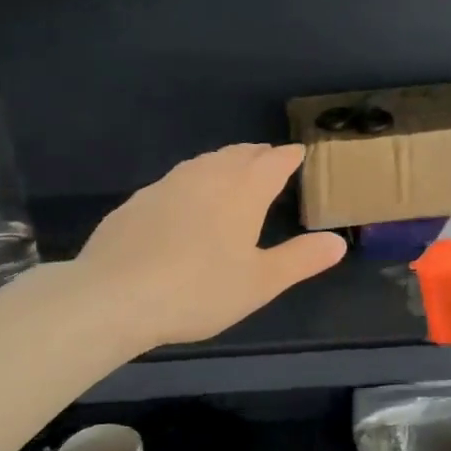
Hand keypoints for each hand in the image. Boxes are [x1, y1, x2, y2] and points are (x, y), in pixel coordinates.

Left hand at [68, 144, 344, 352]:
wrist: (112, 296)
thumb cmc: (198, 290)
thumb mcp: (260, 282)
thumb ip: (301, 259)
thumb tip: (338, 241)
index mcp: (242, 191)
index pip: (273, 162)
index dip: (289, 157)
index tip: (299, 154)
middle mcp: (206, 177)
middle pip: (238, 155)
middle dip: (258, 154)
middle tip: (270, 158)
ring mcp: (167, 185)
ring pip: (204, 162)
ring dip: (225, 161)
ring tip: (233, 170)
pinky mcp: (137, 201)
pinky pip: (176, 179)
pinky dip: (193, 180)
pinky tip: (187, 199)